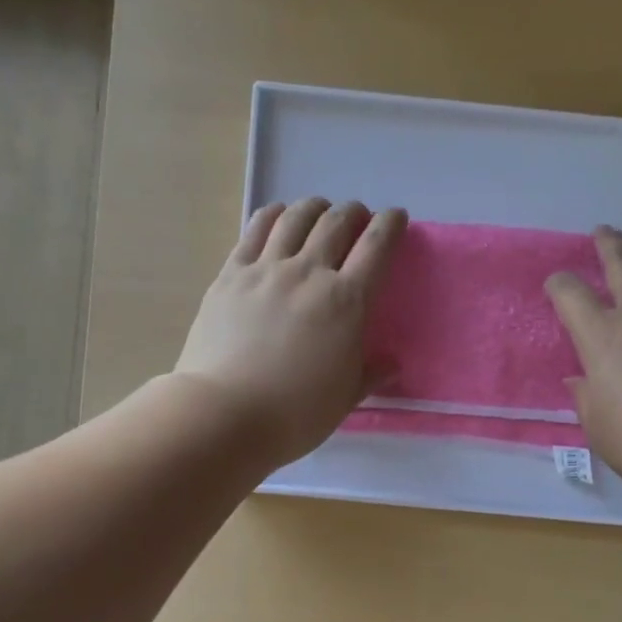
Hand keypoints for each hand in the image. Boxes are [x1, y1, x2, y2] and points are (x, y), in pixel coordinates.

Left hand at [175, 198, 407, 467]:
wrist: (225, 413)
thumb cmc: (295, 413)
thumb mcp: (345, 398)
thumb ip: (371, 374)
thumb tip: (391, 364)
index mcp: (347, 302)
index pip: (377, 247)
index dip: (391, 224)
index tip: (396, 217)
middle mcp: (309, 272)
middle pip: (337, 223)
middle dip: (354, 213)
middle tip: (358, 218)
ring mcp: (266, 269)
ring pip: (296, 217)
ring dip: (315, 207)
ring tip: (320, 211)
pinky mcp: (231, 274)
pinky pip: (255, 229)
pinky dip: (274, 215)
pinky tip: (278, 216)